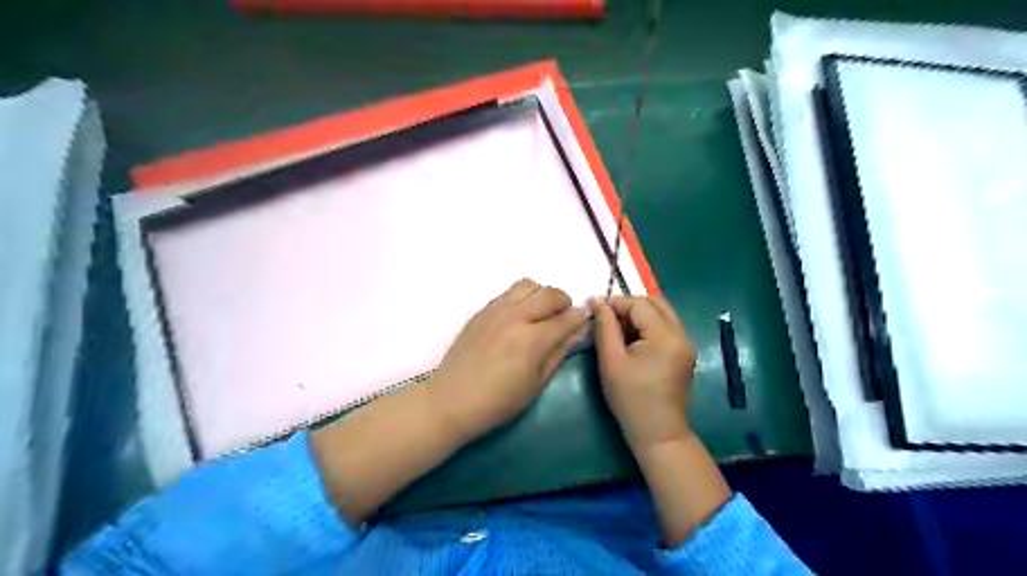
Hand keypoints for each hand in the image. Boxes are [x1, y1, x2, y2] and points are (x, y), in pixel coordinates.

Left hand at [431, 280, 589, 441]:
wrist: (452, 399)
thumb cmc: (499, 401)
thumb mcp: (536, 383)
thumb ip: (559, 352)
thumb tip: (577, 330)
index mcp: (533, 340)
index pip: (567, 318)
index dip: (580, 318)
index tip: (583, 322)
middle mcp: (516, 317)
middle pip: (551, 293)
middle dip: (564, 302)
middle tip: (562, 318)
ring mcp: (496, 310)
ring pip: (529, 284)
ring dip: (541, 295)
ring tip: (539, 314)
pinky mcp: (482, 310)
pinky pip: (509, 292)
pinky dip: (521, 297)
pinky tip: (518, 317)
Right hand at [590, 297, 702, 450]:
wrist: (658, 434)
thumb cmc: (631, 400)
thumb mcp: (611, 361)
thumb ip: (605, 327)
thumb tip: (596, 301)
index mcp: (666, 336)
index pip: (640, 304)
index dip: (616, 302)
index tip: (595, 308)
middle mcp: (681, 334)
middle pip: (656, 302)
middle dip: (629, 304)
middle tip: (607, 316)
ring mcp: (686, 344)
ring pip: (662, 313)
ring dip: (639, 314)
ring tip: (616, 327)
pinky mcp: (684, 353)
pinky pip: (666, 327)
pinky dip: (647, 325)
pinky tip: (631, 339)